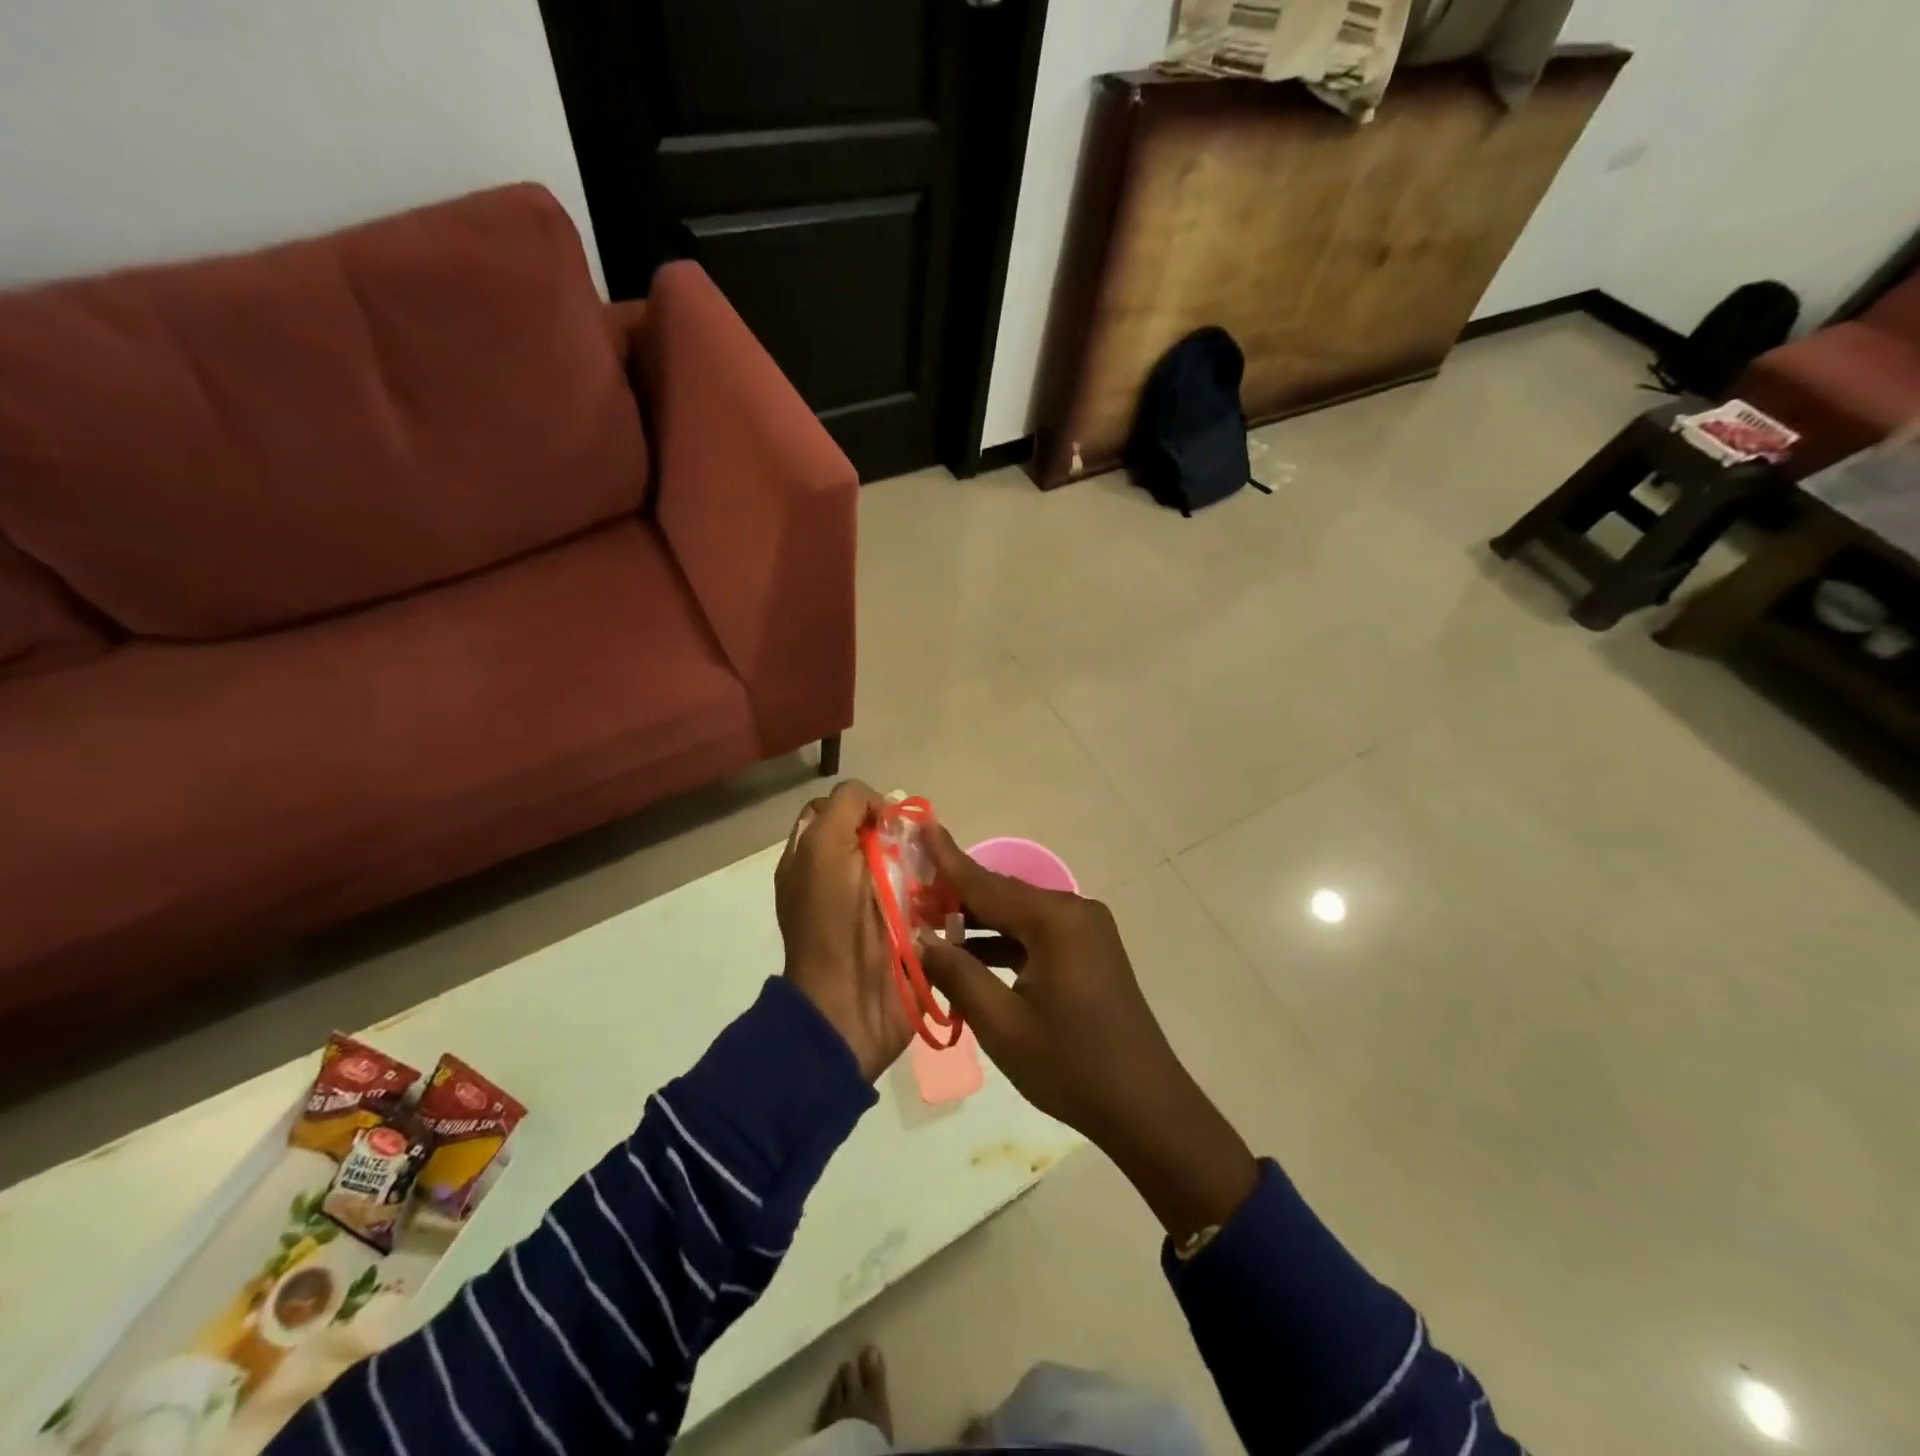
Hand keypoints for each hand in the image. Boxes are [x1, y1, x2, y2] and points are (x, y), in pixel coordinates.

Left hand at [776, 780, 909, 1081]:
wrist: (850, 1004)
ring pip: (906, 862)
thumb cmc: (832, 921)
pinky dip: (938, 891)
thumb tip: (882, 806)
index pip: (837, 811)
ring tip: (939, 866)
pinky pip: (927, 896)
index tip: (884, 819)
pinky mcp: (905, 931)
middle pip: (877, 835)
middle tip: (919, 843)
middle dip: (901, 834)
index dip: (862, 805)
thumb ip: (846, 808)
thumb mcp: (823, 847)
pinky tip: (947, 892)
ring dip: (925, 862)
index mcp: (813, 858)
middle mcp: (839, 877)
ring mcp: (873, 905)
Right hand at [917, 828, 1257, 1239]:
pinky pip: (1036, 934)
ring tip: (928, 925)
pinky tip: (970, 954)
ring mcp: (1085, 930)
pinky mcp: (1088, 951)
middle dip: (957, 895)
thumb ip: (957, 974)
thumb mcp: (1002, 1025)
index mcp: (1055, 920)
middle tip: (909, 892)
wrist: (1145, 1108)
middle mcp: (1074, 911)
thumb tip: (920, 938)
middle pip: (1003, 895)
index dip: (947, 859)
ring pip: (1018, 916)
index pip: (987, 883)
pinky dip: (1003, 942)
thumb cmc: (1070, 1067)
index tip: (921, 825)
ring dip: (978, 922)